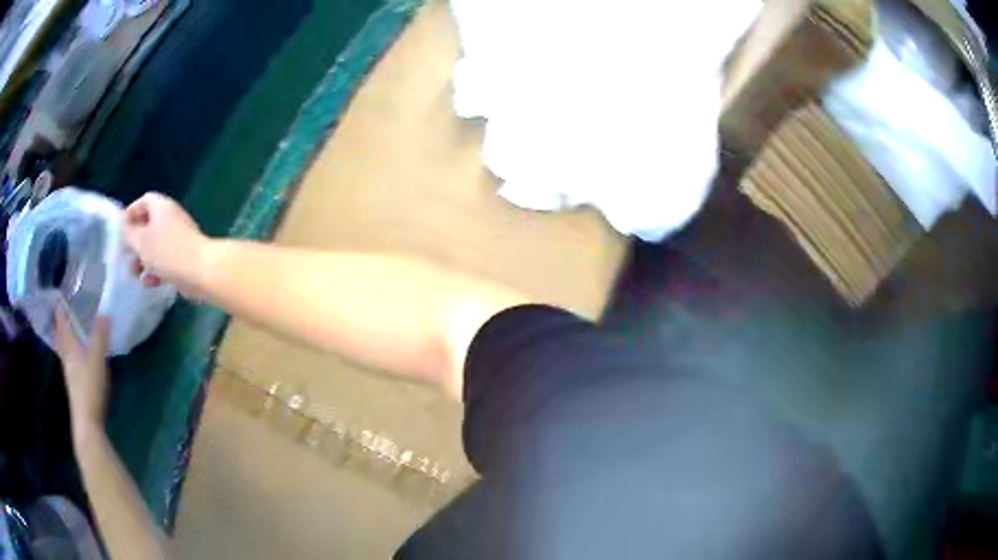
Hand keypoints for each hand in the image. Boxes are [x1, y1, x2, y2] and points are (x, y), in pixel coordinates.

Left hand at [53, 304, 110, 445]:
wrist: (87, 422)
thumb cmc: (89, 386)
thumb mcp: (97, 358)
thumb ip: (100, 336)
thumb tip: (105, 312)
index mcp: (69, 346)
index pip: (61, 322)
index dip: (59, 309)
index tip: (58, 297)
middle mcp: (66, 357)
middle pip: (61, 337)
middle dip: (60, 325)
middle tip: (61, 313)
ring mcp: (70, 373)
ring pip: (65, 350)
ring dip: (66, 340)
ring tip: (70, 332)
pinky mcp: (76, 386)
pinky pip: (71, 362)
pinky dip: (73, 354)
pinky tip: (79, 358)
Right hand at [124, 193, 207, 297]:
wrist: (202, 271)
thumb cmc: (167, 252)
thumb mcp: (141, 241)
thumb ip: (129, 233)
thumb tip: (124, 226)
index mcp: (161, 207)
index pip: (144, 201)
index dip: (131, 213)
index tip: (121, 230)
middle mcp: (171, 218)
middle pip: (149, 225)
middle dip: (135, 241)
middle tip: (126, 256)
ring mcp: (179, 238)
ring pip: (156, 246)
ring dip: (143, 259)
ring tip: (134, 273)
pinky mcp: (185, 257)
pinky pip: (166, 261)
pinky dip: (156, 270)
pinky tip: (150, 284)